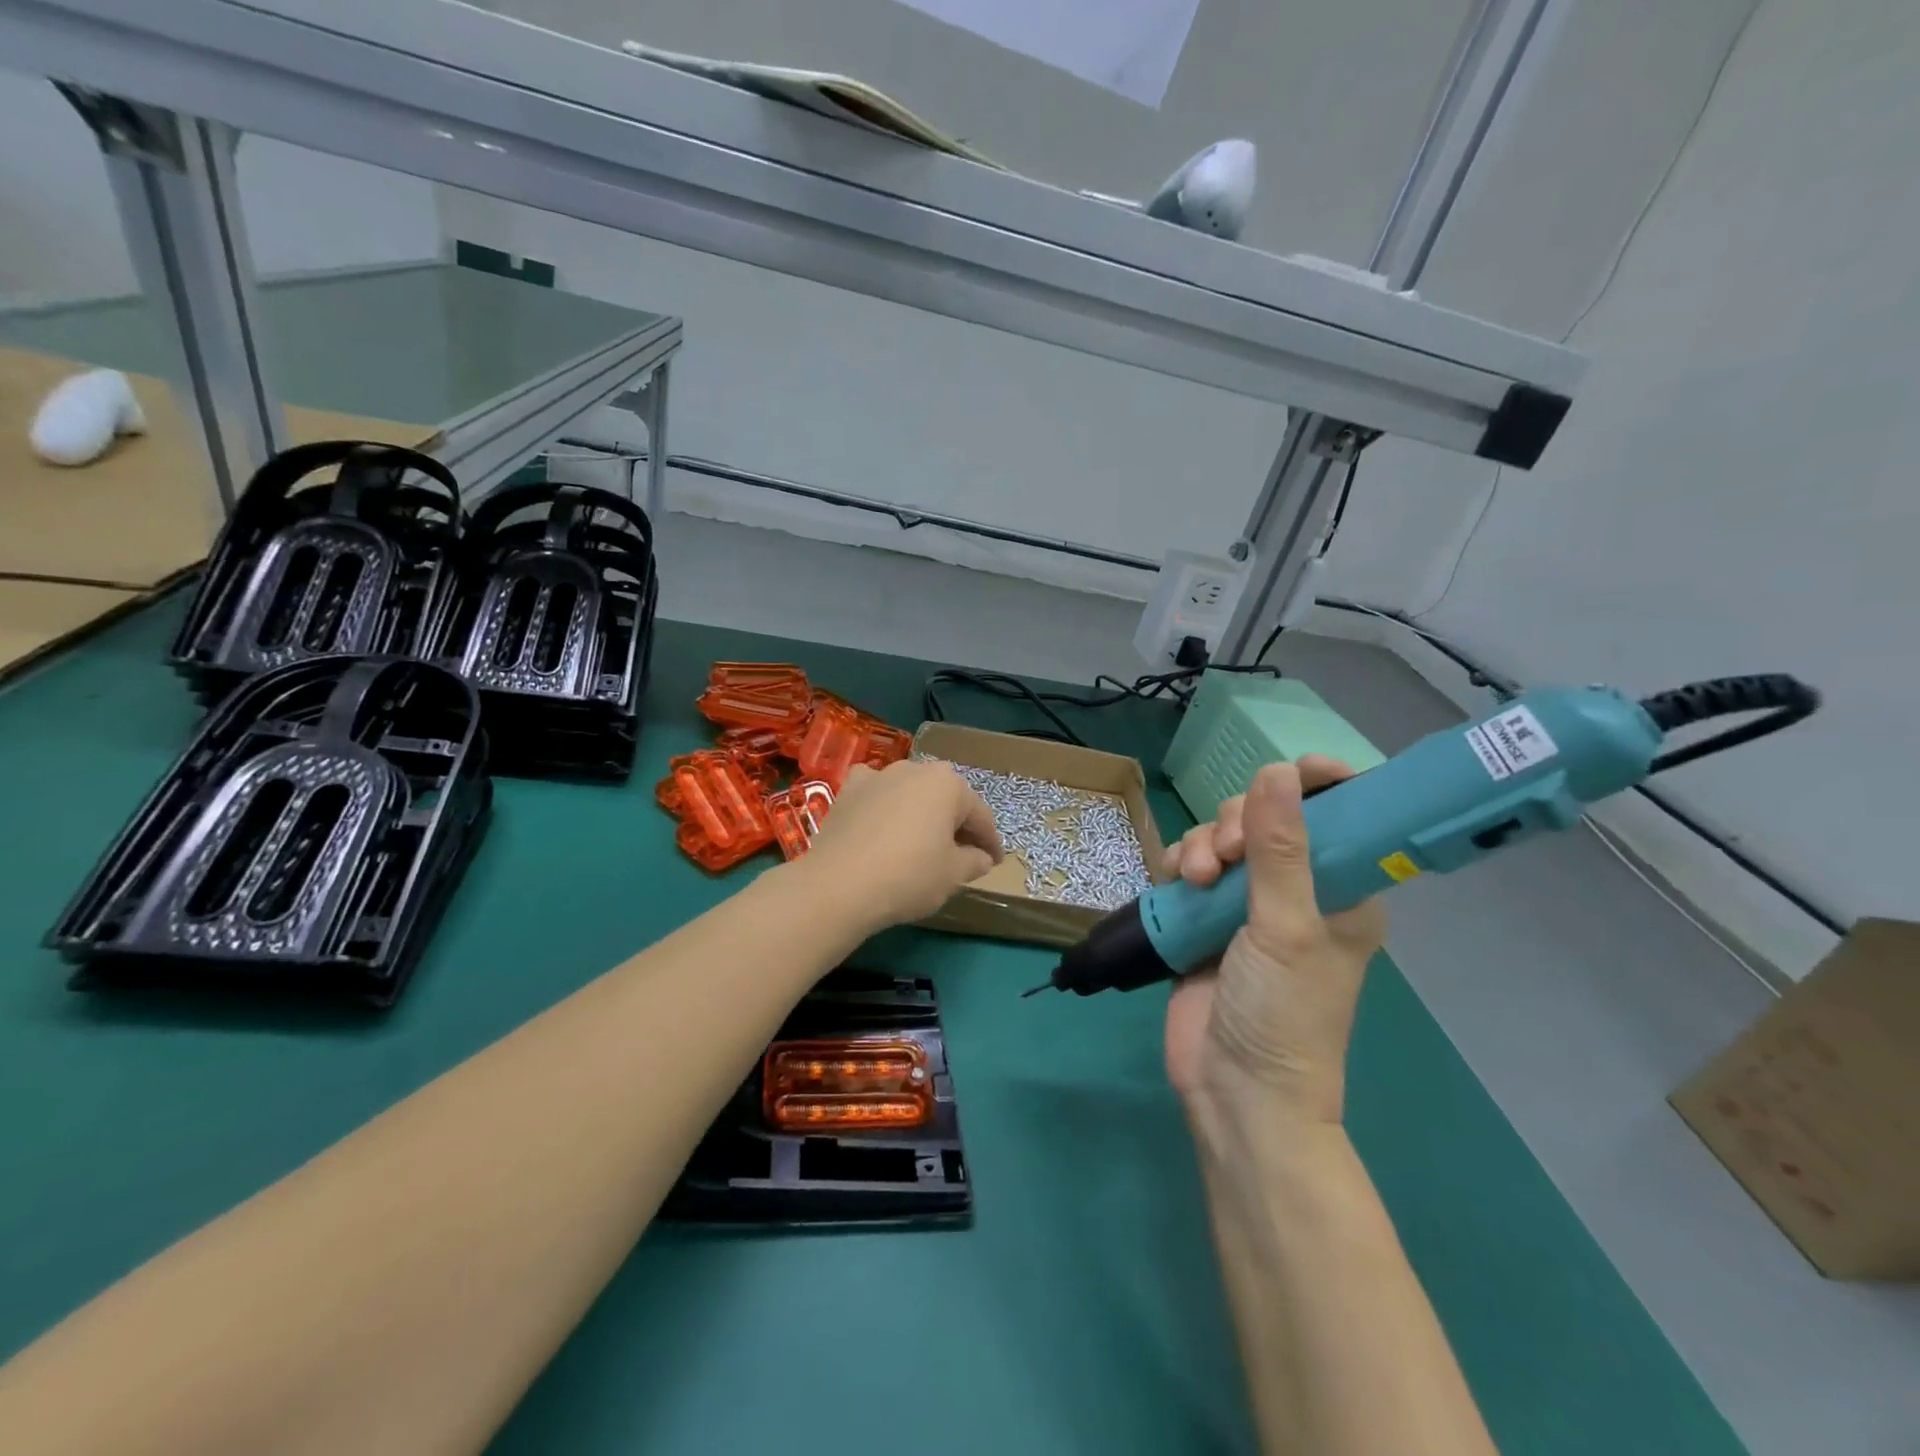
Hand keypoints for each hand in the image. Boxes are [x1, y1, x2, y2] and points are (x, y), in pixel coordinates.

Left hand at [801, 760, 1003, 929]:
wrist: (839, 884)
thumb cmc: (909, 876)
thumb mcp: (953, 875)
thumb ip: (973, 861)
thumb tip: (981, 858)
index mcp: (948, 783)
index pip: (979, 814)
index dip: (990, 841)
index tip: (995, 862)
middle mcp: (915, 769)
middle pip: (945, 799)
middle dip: (956, 824)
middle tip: (963, 853)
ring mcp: (878, 776)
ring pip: (910, 794)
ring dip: (921, 814)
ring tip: (924, 842)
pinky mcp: (848, 790)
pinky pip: (876, 794)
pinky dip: (885, 806)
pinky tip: (883, 823)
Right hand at [1161, 756, 1385, 1125]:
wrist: (1235, 1091)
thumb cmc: (1283, 1013)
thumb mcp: (1287, 928)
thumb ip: (1281, 849)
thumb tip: (1277, 768)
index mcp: (1342, 892)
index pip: (1342, 818)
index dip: (1321, 785)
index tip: (1290, 770)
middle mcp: (1296, 892)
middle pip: (1267, 820)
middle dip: (1239, 823)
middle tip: (1228, 855)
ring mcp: (1246, 906)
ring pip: (1222, 840)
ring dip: (1203, 845)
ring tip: (1196, 878)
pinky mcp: (1205, 920)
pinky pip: (1191, 868)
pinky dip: (1181, 865)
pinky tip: (1176, 882)